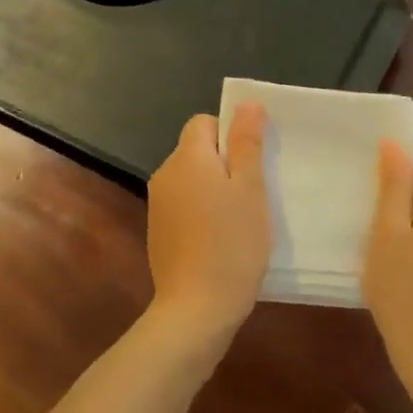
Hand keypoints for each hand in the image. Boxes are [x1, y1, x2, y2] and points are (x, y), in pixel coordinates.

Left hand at [145, 105, 271, 350]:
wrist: (196, 309)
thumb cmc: (232, 242)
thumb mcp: (250, 187)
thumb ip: (247, 142)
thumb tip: (246, 103)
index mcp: (186, 158)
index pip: (204, 123)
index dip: (230, 133)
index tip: (252, 161)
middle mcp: (165, 175)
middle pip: (197, 151)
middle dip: (225, 163)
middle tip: (254, 191)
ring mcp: (158, 206)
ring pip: (192, 181)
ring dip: (215, 190)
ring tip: (241, 219)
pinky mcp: (158, 233)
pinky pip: (184, 207)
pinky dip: (202, 213)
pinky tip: (222, 240)